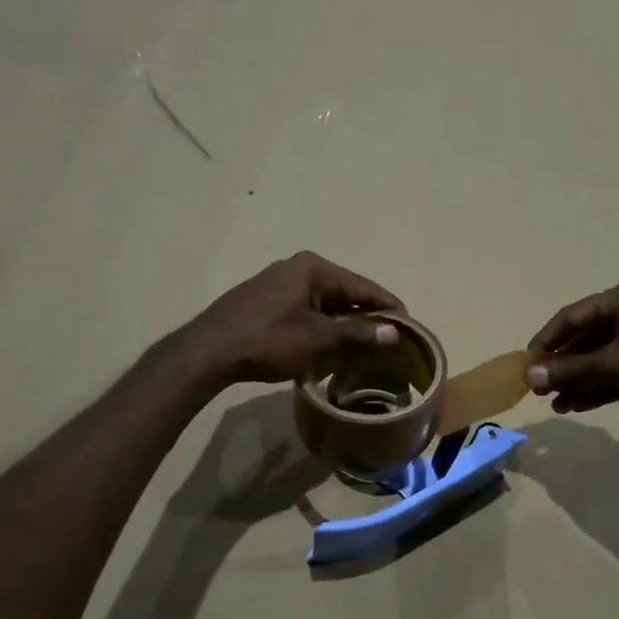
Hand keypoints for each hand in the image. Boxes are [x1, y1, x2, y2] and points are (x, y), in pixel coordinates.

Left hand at [186, 252, 401, 386]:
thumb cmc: (268, 340)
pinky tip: (330, 345)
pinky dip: (322, 326)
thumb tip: (394, 331)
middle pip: (345, 292)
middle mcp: (298, 267)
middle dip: (366, 316)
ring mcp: (279, 282)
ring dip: (344, 324)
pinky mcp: (266, 300)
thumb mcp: (318, 339)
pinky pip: (306, 310)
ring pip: (325, 303)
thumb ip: (358, 333)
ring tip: (365, 347)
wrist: (209, 351)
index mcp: (313, 268)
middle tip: (389, 341)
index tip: (409, 327)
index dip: (388, 307)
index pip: (363, 286)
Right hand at [524, 279, 618, 437]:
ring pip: (598, 358)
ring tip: (555, 405)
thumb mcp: (613, 367)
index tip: (526, 363)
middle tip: (538, 388)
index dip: (547, 340)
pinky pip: (614, 372)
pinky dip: (596, 387)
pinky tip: (575, 406)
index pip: (573, 316)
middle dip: (562, 366)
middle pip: (585, 338)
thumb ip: (569, 371)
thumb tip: (528, 376)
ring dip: (576, 381)